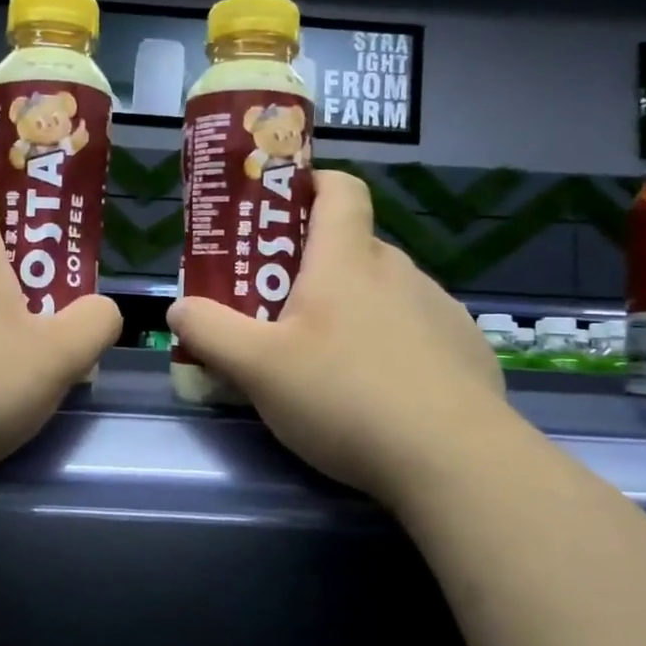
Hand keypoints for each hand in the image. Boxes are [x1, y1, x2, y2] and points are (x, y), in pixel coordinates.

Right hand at [165, 170, 508, 506]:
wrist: (454, 460)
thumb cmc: (344, 397)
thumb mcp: (256, 368)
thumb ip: (209, 331)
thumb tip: (179, 308)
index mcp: (347, 261)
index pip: (340, 189)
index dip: (311, 184)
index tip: (282, 208)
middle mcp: (398, 270)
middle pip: (353, 247)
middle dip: (314, 268)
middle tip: (280, 311)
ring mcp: (439, 309)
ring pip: (385, 291)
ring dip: (355, 308)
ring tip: (330, 362)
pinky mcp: (465, 349)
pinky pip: (418, 329)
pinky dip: (393, 344)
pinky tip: (382, 392)